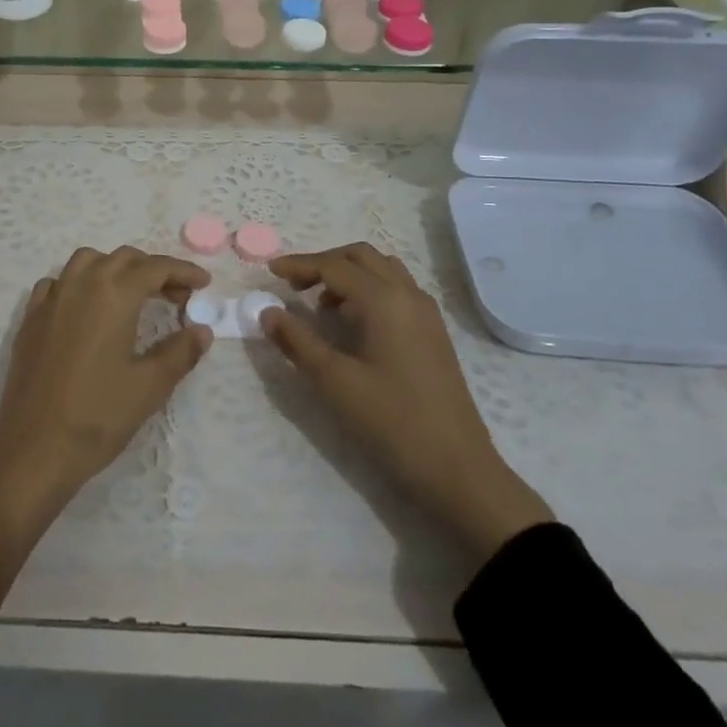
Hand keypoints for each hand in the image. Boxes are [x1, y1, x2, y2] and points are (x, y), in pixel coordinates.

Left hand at [0, 246, 212, 536]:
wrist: (33, 451)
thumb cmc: (97, 416)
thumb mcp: (150, 386)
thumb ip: (180, 352)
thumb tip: (202, 330)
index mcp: (114, 294)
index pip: (156, 268)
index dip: (183, 271)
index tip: (204, 283)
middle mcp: (81, 284)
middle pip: (123, 258)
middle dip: (154, 270)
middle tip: (177, 296)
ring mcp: (51, 299)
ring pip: (87, 261)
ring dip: (115, 268)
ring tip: (133, 296)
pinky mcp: (30, 318)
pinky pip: (58, 283)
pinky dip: (80, 284)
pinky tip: (87, 310)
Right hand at [262, 243, 552, 562]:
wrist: (459, 469)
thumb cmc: (392, 421)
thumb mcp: (335, 382)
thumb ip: (297, 341)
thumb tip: (268, 311)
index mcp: (384, 299)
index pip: (334, 266)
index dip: (299, 265)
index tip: (269, 272)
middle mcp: (408, 294)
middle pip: (360, 256)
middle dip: (324, 263)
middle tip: (293, 285)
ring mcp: (425, 312)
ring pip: (382, 269)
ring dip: (348, 274)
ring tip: (321, 304)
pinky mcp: (433, 332)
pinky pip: (397, 289)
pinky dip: (369, 289)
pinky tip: (354, 322)